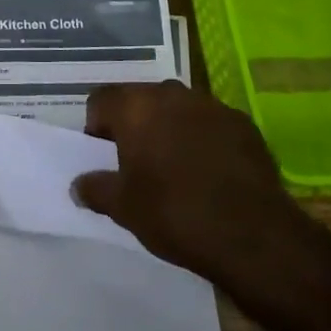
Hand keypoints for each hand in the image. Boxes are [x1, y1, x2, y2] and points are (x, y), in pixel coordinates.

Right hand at [72, 81, 330, 305]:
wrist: (253, 235)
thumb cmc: (174, 214)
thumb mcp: (123, 208)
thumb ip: (95, 189)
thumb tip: (78, 185)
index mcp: (136, 107)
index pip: (101, 100)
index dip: (96, 126)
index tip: (104, 155)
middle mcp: (172, 94)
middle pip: (141, 99)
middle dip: (135, 124)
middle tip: (136, 161)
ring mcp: (211, 105)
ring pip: (178, 109)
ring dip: (170, 128)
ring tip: (174, 167)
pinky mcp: (243, 124)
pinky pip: (210, 123)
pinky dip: (203, 139)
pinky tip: (208, 173)